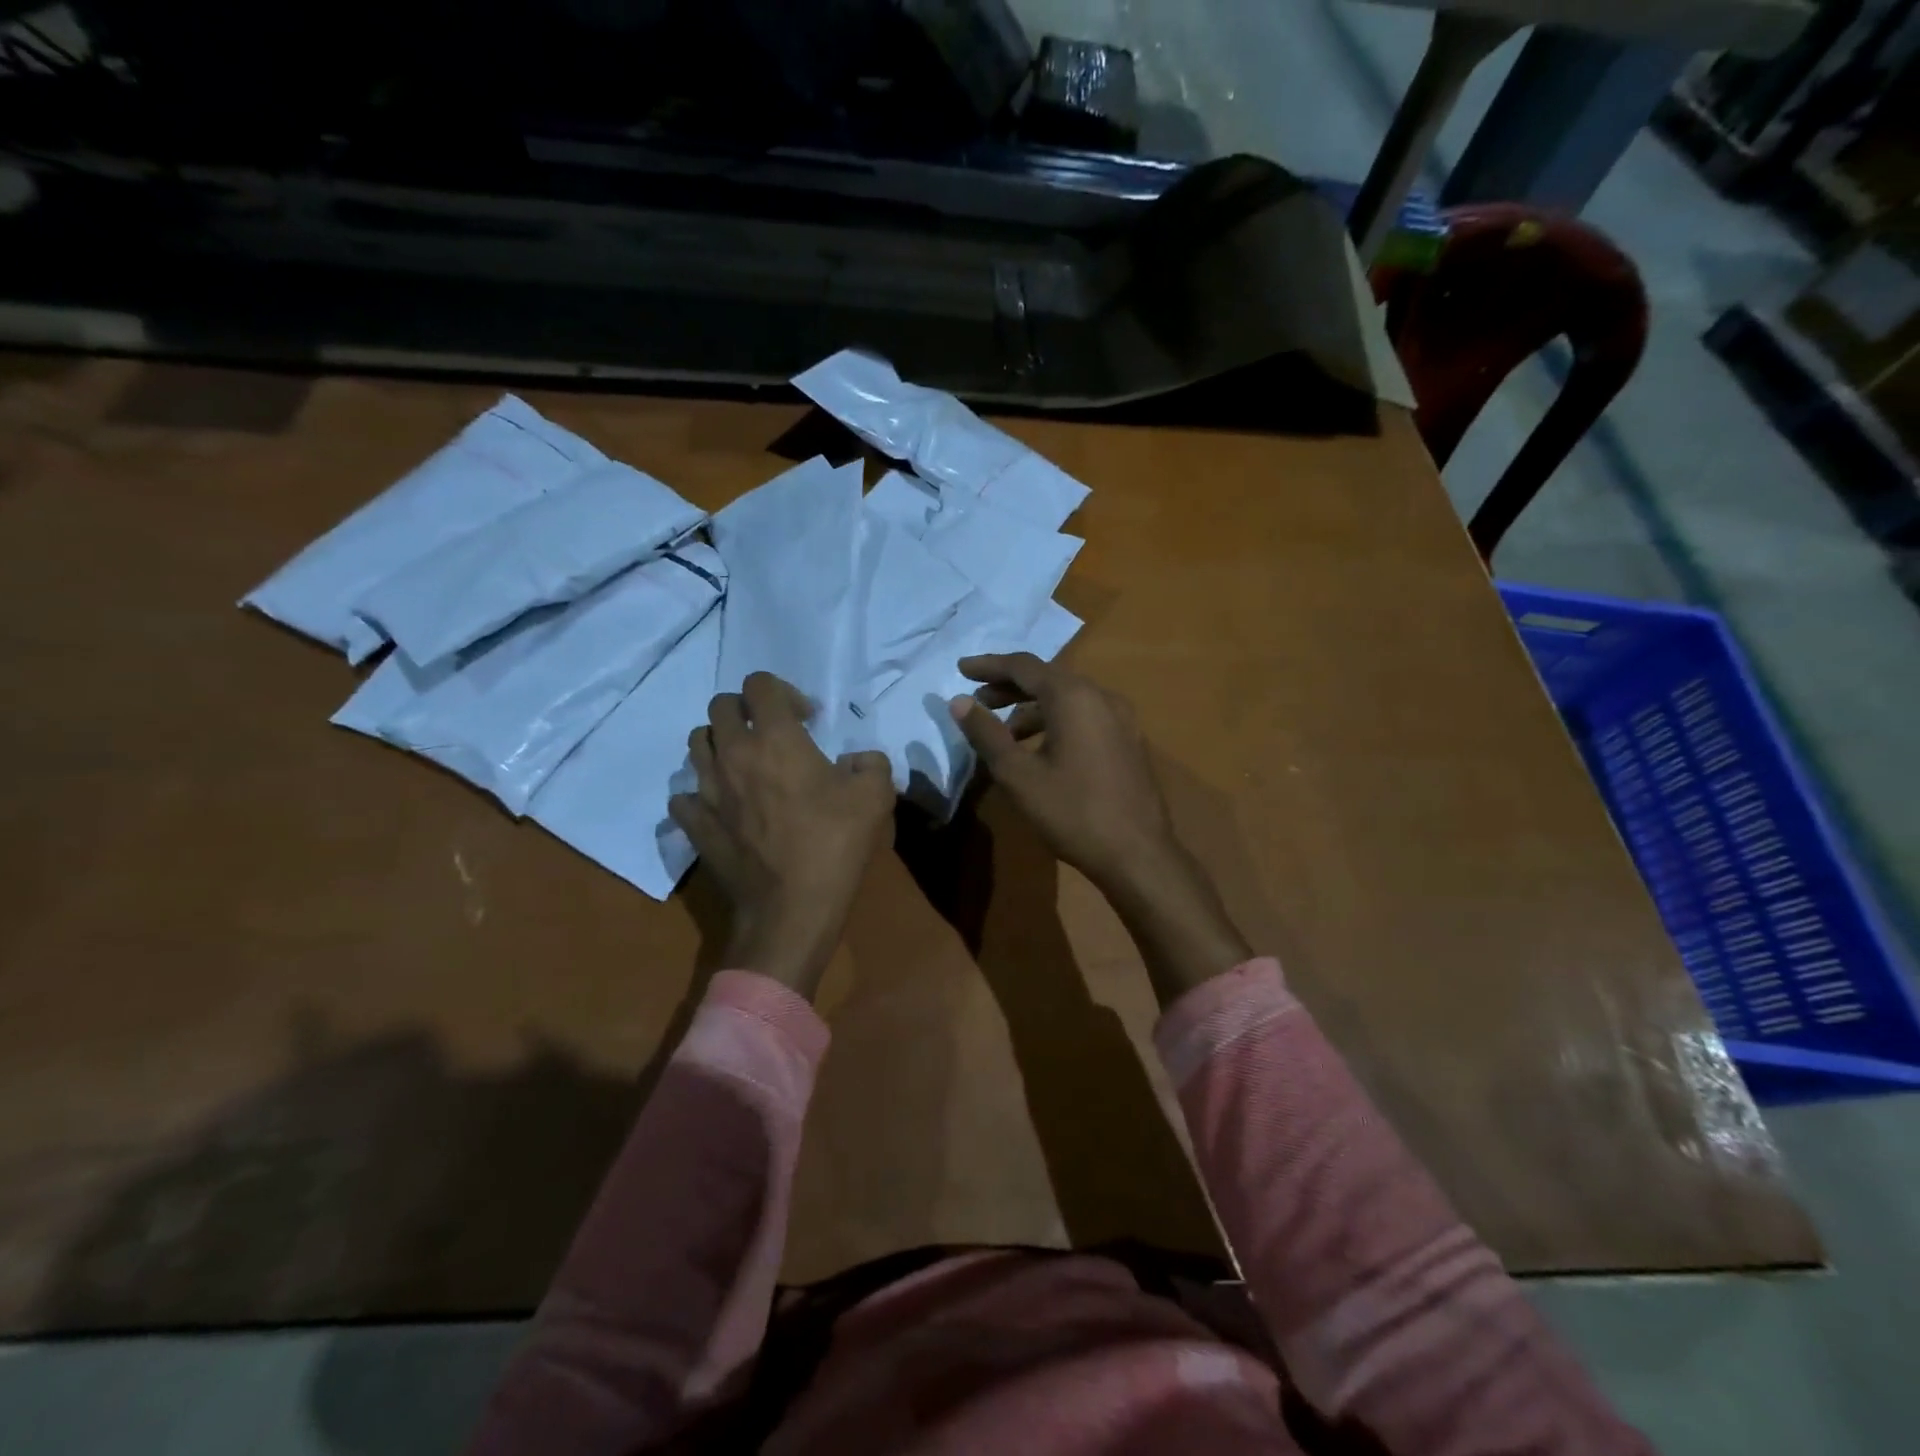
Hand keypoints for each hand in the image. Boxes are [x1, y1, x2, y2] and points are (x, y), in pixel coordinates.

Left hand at [670, 673, 895, 997]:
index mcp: (775, 738)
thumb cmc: (834, 845)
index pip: (760, 684)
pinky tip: (722, 806)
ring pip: (697, 744)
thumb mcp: (876, 797)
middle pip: (720, 706)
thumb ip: (871, 764)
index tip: (807, 720)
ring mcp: (707, 790)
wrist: (791, 909)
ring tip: (745, 765)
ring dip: (720, 743)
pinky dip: (699, 793)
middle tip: (772, 735)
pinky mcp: (695, 825)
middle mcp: (733, 754)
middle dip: (746, 710)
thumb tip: (858, 761)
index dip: (784, 692)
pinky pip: (683, 796)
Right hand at [947, 653, 1176, 890]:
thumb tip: (959, 702)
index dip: (989, 666)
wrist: (1137, 854)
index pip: (1024, 666)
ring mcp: (1121, 718)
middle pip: (1048, 678)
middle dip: (1009, 687)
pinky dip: (1056, 721)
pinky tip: (1040, 749)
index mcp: (1073, 696)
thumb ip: (986, 734)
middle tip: (977, 700)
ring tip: (1004, 732)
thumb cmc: (1072, 811)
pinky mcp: (1128, 740)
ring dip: (1032, 708)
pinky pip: (1085, 716)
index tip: (960, 669)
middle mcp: (1101, 696)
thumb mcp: (1018, 775)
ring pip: (1067, 699)